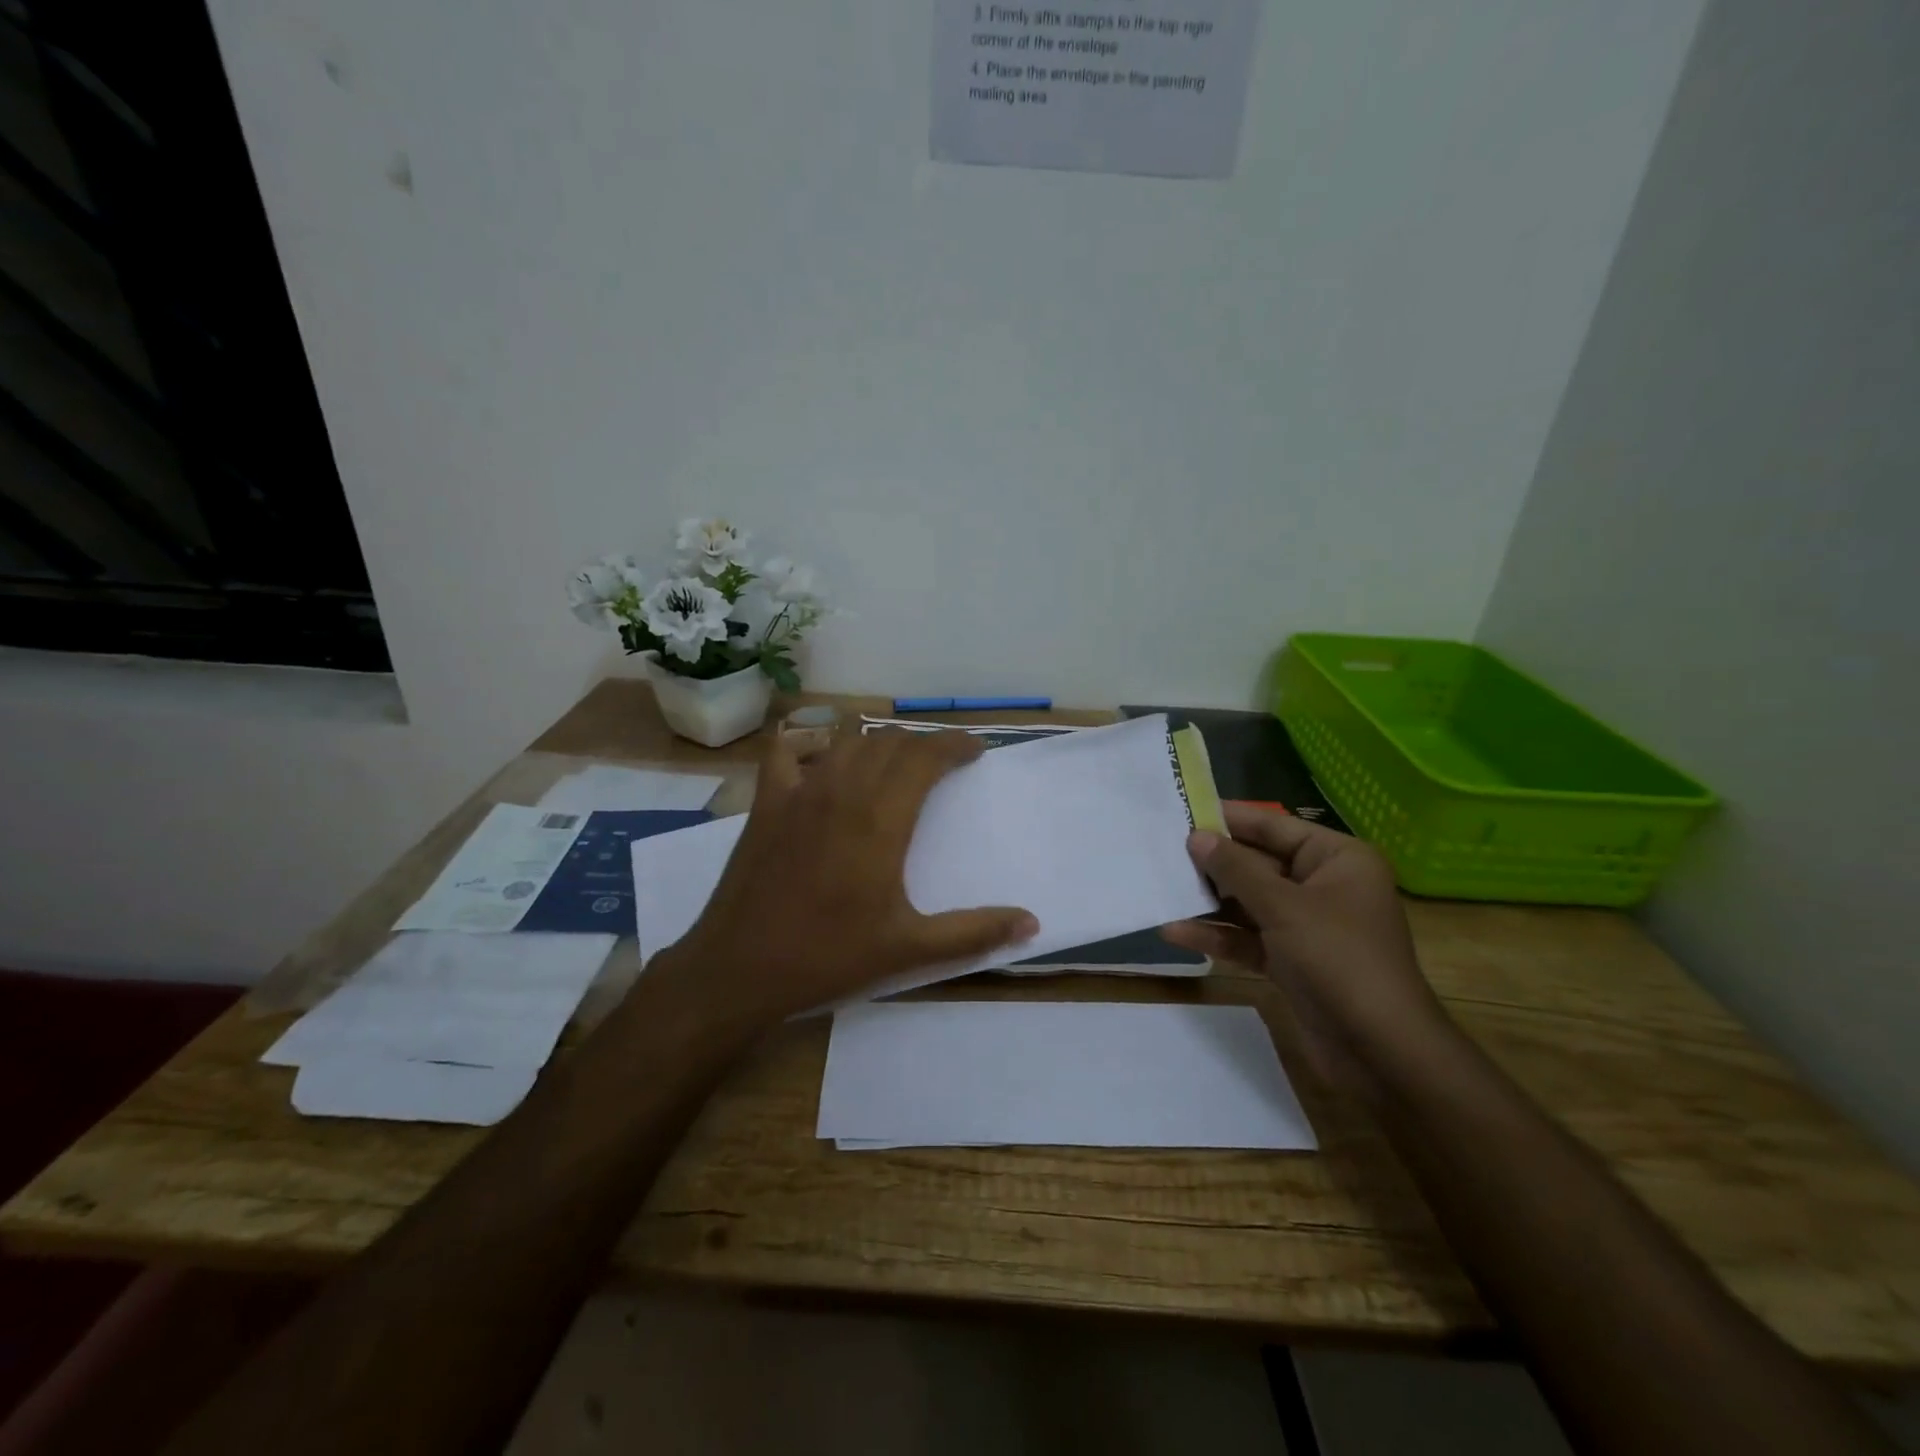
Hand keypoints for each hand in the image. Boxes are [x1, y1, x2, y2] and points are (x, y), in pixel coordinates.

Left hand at [650, 728, 1037, 1025]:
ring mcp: (799, 791)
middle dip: (922, 744)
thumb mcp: (909, 949)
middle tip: (942, 762)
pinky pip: (787, 751)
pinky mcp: (766, 802)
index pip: (924, 758)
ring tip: (894, 760)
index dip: (953, 745)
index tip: (974, 750)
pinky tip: (820, 759)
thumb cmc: (828, 956)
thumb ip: (974, 932)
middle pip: (890, 742)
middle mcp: (842, 791)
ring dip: (877, 741)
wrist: (739, 968)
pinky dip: (809, 744)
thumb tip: (1031, 923)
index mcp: (881, 819)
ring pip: (846, 740)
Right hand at [1163, 803, 1452, 1084]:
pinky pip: (1249, 938)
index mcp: (1337, 860)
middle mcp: (1324, 886)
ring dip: (1210, 902)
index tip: (1182, 810)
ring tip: (1161, 889)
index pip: (1274, 827)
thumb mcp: (1283, 907)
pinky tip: (1176, 932)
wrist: (1381, 1051)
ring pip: (1249, 903)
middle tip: (1161, 851)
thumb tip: (1196, 836)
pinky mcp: (1293, 961)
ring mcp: (1307, 926)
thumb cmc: (1338, 959)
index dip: (1229, 819)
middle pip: (1258, 864)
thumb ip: (1236, 869)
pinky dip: (1218, 936)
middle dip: (1213, 863)